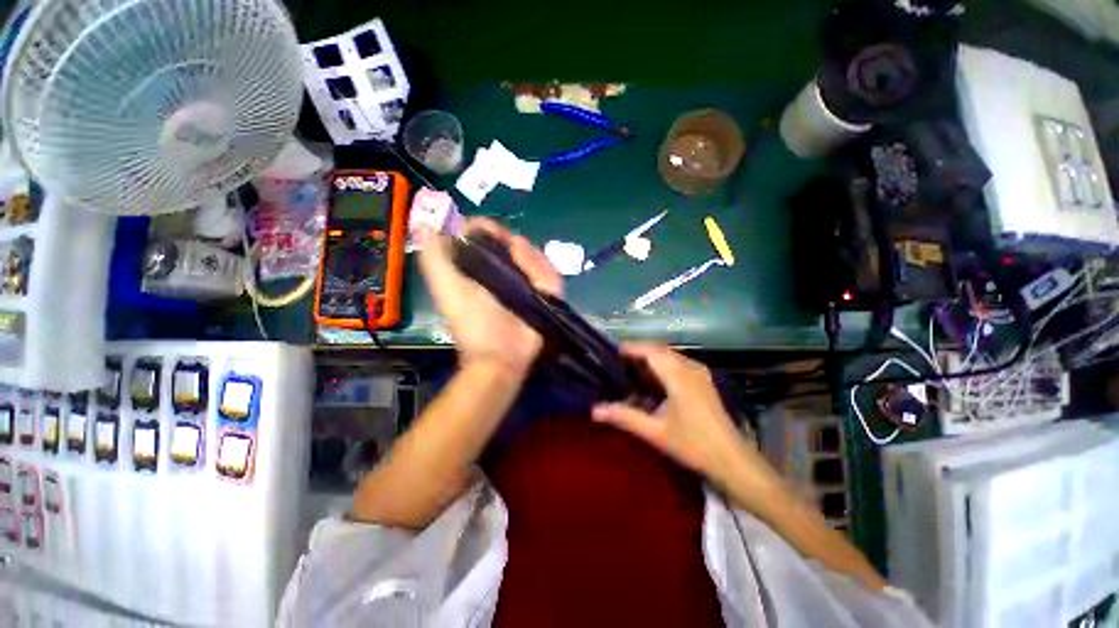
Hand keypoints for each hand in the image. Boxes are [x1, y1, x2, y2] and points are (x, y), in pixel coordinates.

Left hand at [419, 218, 562, 373]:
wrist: (502, 356)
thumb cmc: (474, 323)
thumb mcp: (447, 290)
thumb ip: (435, 258)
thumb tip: (437, 227)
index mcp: (479, 269)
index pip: (487, 236)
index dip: (489, 229)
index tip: (492, 232)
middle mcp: (503, 273)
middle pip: (515, 242)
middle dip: (516, 246)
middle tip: (515, 256)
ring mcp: (525, 284)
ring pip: (536, 257)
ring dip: (533, 261)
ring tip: (530, 274)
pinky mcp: (544, 295)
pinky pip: (550, 274)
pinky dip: (547, 275)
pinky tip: (542, 283)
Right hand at [592, 343, 778, 489]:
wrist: (732, 460)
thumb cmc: (693, 445)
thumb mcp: (654, 431)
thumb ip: (624, 416)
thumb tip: (594, 410)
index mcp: (678, 376)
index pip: (650, 351)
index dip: (630, 348)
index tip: (611, 353)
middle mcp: (690, 368)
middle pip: (659, 350)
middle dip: (638, 353)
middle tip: (616, 363)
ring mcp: (699, 373)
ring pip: (669, 356)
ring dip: (649, 359)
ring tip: (630, 370)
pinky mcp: (703, 381)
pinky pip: (677, 364)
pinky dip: (661, 366)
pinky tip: (652, 381)